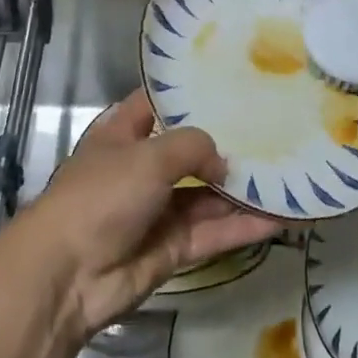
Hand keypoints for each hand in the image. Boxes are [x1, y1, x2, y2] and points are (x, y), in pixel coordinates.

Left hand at [3, 90, 277, 340]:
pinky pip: (214, 232)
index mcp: (122, 134)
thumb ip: (193, 147)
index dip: (189, 93)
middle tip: (274, 127)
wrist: (68, 276)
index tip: (230, 81)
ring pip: (209, 195)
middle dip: (227, 142)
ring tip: (289, 172)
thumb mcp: (148, 156)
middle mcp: (142, 168)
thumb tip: (222, 164)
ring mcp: (158, 210)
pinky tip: (281, 216)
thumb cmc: (101, 196)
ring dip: (243, 188)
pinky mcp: (173, 248)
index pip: (159, 103)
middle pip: (191, 150)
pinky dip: (244, 226)